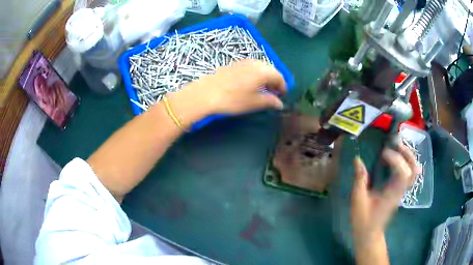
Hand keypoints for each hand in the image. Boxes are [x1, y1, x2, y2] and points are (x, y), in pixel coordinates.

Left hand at [165, 59, 286, 126]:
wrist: (206, 92)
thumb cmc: (233, 99)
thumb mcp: (254, 102)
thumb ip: (270, 101)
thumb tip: (280, 103)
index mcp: (263, 71)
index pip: (279, 77)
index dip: (283, 87)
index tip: (282, 96)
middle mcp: (255, 63)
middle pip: (270, 70)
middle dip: (274, 81)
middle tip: (273, 93)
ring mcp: (243, 61)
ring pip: (260, 67)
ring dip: (264, 77)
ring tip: (261, 89)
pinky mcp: (233, 63)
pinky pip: (250, 67)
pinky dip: (254, 74)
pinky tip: (249, 84)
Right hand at [351, 143, 418, 250]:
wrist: (369, 234)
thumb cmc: (363, 220)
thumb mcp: (358, 200)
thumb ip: (359, 180)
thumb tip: (358, 159)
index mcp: (392, 194)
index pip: (403, 173)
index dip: (396, 159)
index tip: (383, 153)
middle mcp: (400, 191)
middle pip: (413, 170)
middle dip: (407, 153)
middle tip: (395, 143)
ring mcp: (401, 190)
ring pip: (413, 171)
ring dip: (408, 156)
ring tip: (397, 147)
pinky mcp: (399, 190)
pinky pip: (409, 173)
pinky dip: (406, 162)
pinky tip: (397, 157)